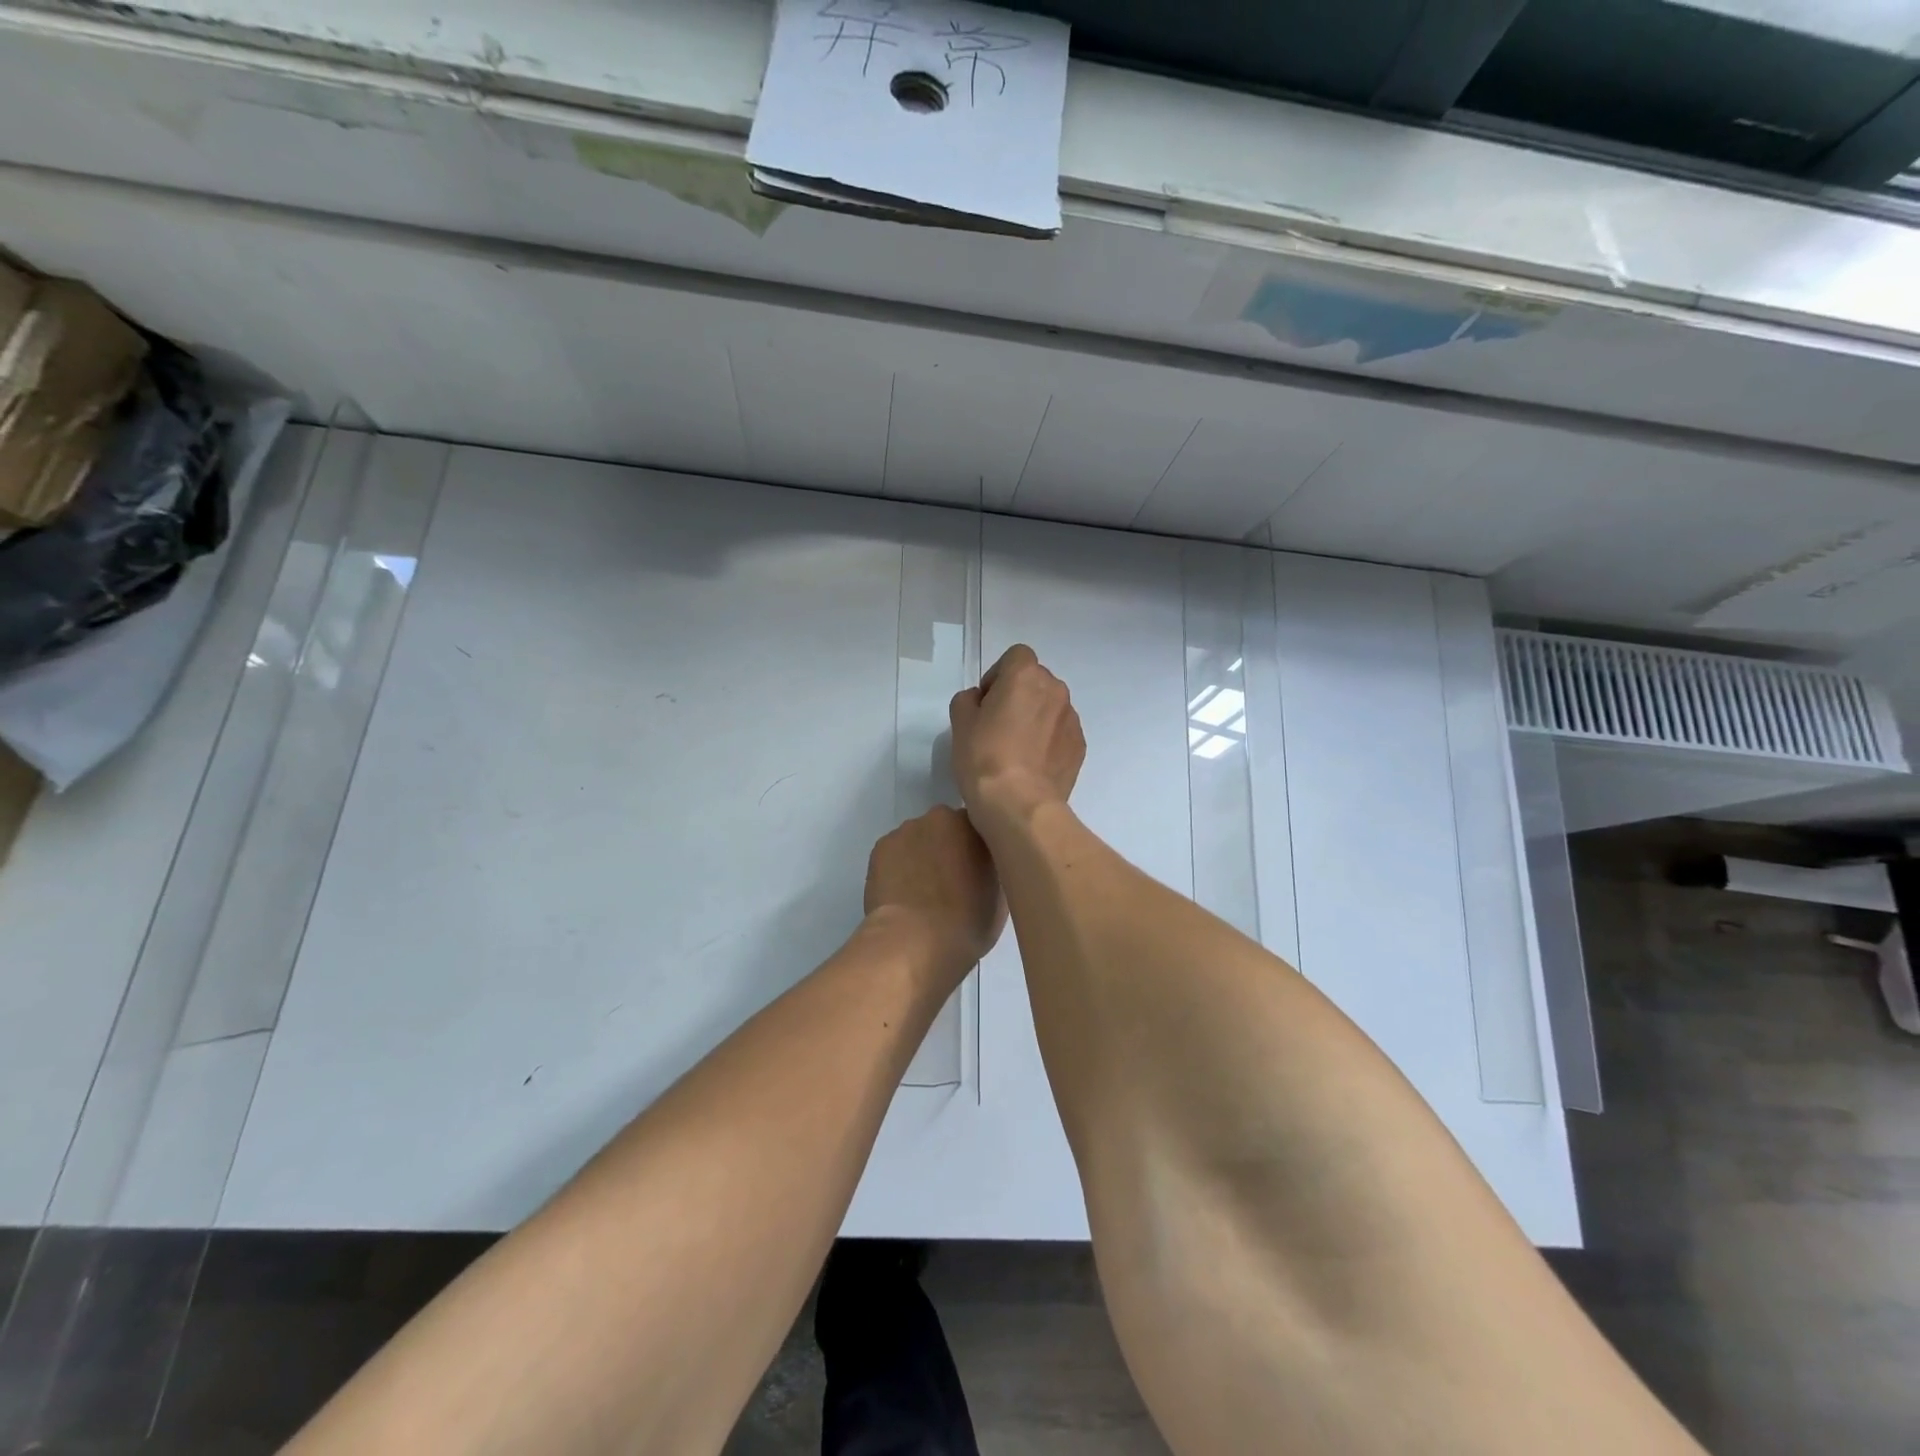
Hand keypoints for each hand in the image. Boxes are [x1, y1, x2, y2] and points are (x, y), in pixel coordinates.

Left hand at [864, 806, 1005, 984]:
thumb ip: (992, 868)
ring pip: (918, 839)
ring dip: (922, 856)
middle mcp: (940, 817)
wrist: (914, 941)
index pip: (979, 826)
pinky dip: (899, 867)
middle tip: (951, 881)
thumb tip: (983, 867)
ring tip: (922, 891)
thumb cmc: (968, 922)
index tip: (977, 870)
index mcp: (975, 824)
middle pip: (946, 828)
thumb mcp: (1000, 897)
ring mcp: (906, 830)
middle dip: (948, 847)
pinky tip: (901, 893)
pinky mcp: (880, 847)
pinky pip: (896, 853)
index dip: (977, 848)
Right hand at [949, 645, 1085, 826]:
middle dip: (1019, 695)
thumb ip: (969, 700)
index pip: (1016, 656)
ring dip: (1036, 718)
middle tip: (998, 726)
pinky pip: (1061, 733)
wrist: (1019, 804)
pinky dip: (1048, 741)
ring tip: (1016, 749)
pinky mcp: (1080, 746)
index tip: (986, 702)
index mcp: (1026, 675)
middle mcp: (1055, 690)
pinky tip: (1032, 765)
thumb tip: (981, 701)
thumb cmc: (984, 757)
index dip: (999, 674)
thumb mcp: (960, 722)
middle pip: (1036, 681)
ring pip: (1050, 707)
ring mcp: (1072, 719)